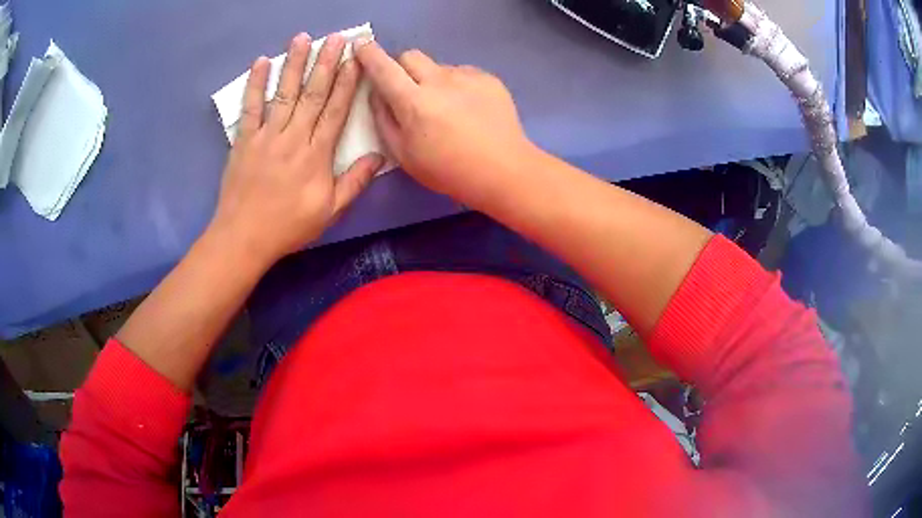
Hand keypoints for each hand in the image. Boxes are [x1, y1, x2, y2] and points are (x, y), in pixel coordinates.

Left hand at [209, 33, 383, 266]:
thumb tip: (379, 156)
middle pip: (313, 94)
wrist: (244, 238)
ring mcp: (266, 136)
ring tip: (302, 38)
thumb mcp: (330, 212)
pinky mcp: (244, 140)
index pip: (336, 110)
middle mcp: (293, 137)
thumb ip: (355, 182)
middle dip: (326, 63)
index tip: (356, 58)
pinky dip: (255, 84)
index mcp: (317, 154)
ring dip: (293, 63)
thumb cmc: (289, 226)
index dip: (348, 82)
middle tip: (335, 37)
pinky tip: (261, 62)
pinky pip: (250, 108)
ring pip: (283, 93)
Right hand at [354, 40, 534, 207]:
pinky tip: (468, 109)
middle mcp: (439, 81)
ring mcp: (467, 77)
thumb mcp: (404, 155)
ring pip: (438, 67)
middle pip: (410, 56)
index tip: (361, 45)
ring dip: (432, 80)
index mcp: (414, 102)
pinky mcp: (488, 78)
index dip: (369, 55)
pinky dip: (457, 85)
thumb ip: (384, 120)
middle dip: (401, 67)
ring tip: (447, 109)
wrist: (503, 170)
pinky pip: (462, 73)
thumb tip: (376, 93)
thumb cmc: (448, 170)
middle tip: (407, 90)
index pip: (384, 69)